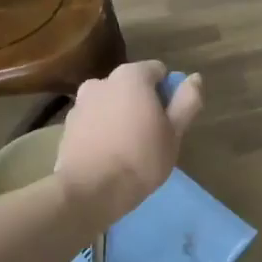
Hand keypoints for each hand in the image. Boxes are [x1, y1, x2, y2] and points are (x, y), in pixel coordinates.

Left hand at [54, 61, 204, 225]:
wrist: (90, 190)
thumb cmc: (141, 158)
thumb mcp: (175, 132)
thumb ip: (187, 101)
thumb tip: (194, 78)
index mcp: (130, 76)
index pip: (158, 71)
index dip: (168, 93)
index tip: (169, 119)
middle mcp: (101, 81)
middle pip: (132, 86)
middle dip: (142, 103)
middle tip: (152, 136)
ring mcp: (80, 103)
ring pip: (111, 104)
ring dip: (121, 116)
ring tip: (128, 148)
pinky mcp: (66, 127)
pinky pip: (94, 121)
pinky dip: (103, 130)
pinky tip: (109, 156)